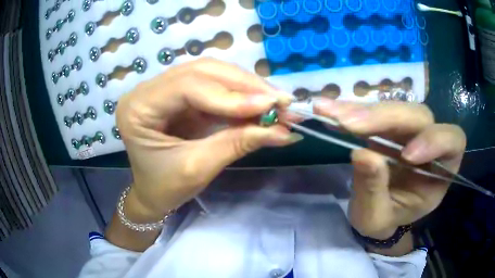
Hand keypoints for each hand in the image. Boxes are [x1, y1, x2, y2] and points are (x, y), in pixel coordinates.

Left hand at [115, 58, 300, 217]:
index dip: (231, 95)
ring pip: (211, 74)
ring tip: (276, 102)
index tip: (270, 105)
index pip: (188, 85)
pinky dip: (240, 96)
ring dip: (247, 87)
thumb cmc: (165, 188)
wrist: (153, 194)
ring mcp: (165, 88)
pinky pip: (215, 87)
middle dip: (245, 85)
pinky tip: (261, 104)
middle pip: (202, 71)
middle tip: (281, 101)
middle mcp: (148, 89)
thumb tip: (285, 132)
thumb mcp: (198, 168)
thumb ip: (238, 144)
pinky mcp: (182, 95)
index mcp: (138, 107)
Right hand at [314, 99, 465, 239]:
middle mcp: (428, 143)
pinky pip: (373, 111)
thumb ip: (374, 190)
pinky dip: (350, 109)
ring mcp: (407, 131)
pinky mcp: (387, 125)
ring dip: (363, 111)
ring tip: (332, 114)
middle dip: (387, 118)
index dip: (435, 140)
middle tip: (349, 124)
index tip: (406, 156)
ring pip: (395, 107)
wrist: (374, 212)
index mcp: (440, 171)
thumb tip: (363, 154)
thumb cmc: (383, 220)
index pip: (453, 142)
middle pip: (419, 116)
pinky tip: (329, 109)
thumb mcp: (377, 217)